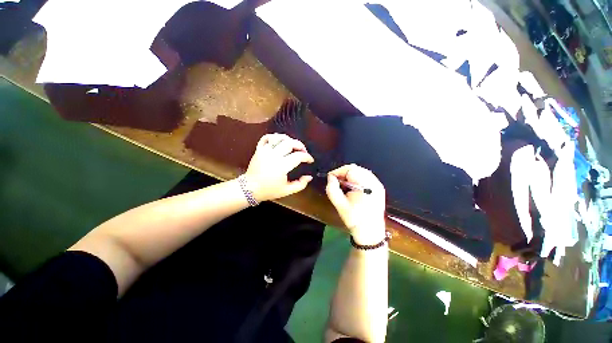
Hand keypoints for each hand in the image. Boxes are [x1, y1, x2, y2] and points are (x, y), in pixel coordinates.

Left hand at [245, 134, 314, 201]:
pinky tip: (279, 141)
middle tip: (304, 151)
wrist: (249, 189)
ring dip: (289, 139)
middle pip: (290, 143)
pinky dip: (273, 136)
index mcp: (282, 166)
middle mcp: (274, 156)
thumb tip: (309, 177)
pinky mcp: (259, 149)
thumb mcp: (287, 191)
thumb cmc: (269, 190)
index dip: (307, 157)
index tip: (310, 160)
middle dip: (300, 145)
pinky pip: (266, 138)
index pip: (298, 156)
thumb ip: (300, 184)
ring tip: (293, 145)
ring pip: (278, 138)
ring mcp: (265, 151)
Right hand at [326, 164, 385, 244]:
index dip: (338, 171)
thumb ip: (332, 189)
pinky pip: (366, 177)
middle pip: (356, 168)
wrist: (370, 233)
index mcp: (366, 185)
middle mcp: (374, 182)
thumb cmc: (354, 219)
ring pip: (361, 171)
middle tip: (335, 181)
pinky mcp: (379, 188)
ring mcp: (378, 185)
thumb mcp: (340, 205)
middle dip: (343, 173)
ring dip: (350, 175)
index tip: (330, 177)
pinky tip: (352, 187)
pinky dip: (356, 178)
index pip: (350, 169)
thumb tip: (330, 177)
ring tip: (343, 185)